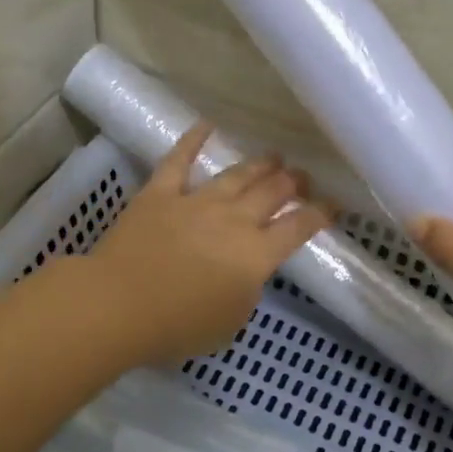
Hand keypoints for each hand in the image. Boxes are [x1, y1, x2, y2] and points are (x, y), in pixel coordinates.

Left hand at [87, 123, 331, 365]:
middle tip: (302, 178)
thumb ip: (245, 292)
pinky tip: (206, 124)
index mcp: (256, 255)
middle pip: (272, 193)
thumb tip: (246, 271)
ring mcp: (196, 202)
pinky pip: (179, 160)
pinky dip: (193, 140)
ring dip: (259, 164)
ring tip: (274, 157)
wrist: (119, 306)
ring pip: (236, 175)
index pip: (299, 228)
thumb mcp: (230, 322)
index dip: (320, 214)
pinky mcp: (160, 194)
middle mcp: (233, 220)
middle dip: (293, 183)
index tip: (333, 205)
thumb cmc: (178, 327)